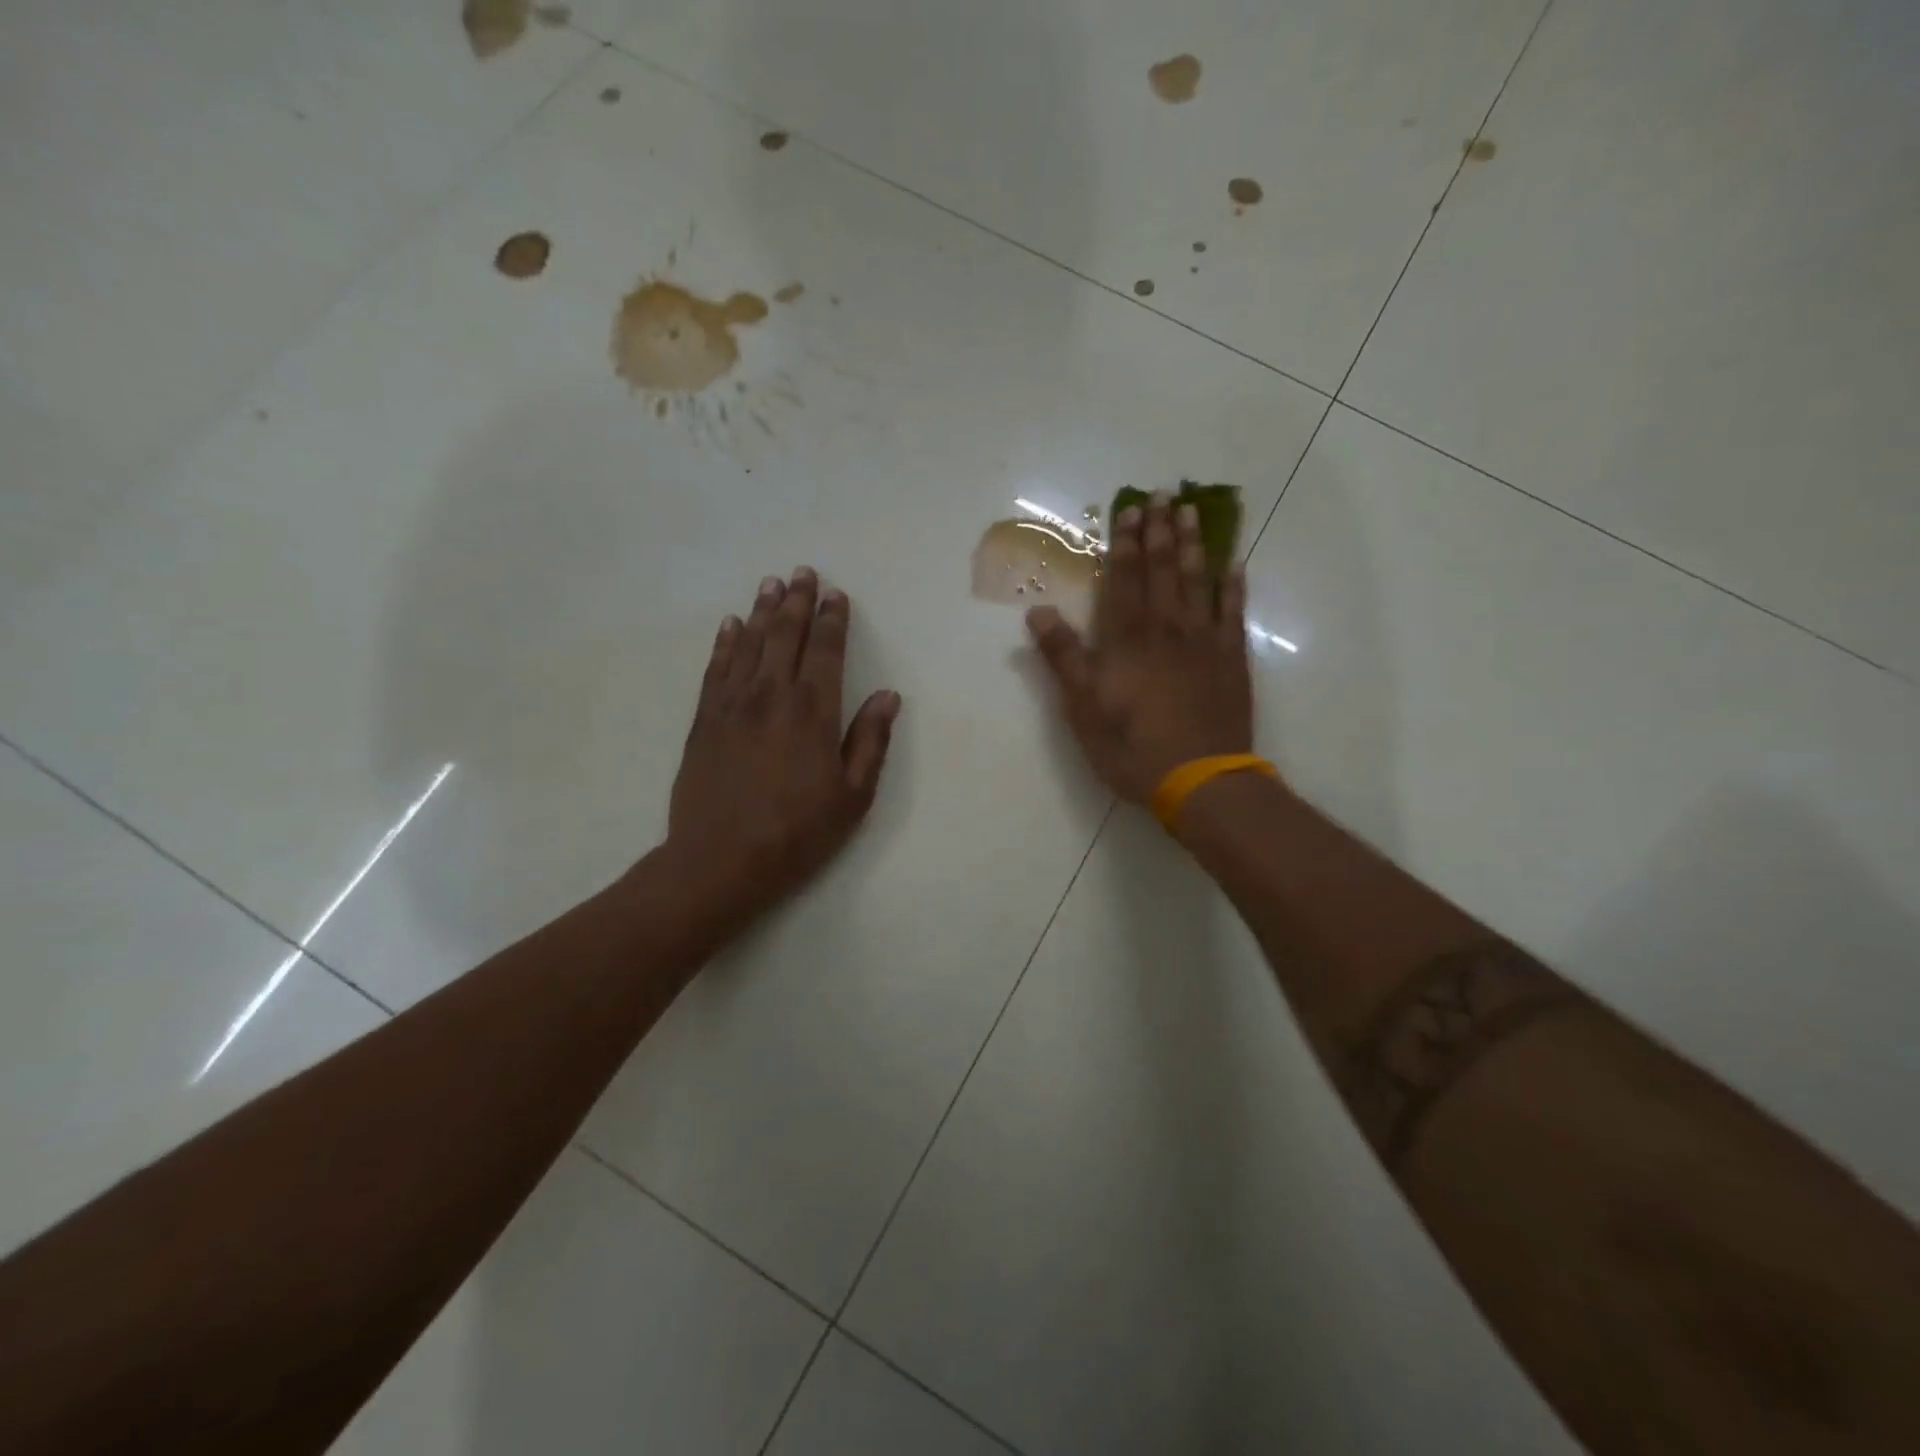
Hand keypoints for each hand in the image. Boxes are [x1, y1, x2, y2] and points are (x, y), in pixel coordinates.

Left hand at [667, 568, 900, 922]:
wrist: (720, 861)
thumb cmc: (797, 833)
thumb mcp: (852, 796)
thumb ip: (870, 741)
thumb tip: (888, 696)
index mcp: (813, 711)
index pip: (825, 651)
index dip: (832, 620)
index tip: (836, 594)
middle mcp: (771, 695)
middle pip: (785, 635)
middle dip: (797, 601)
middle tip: (803, 572)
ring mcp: (732, 705)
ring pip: (749, 644)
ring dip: (762, 611)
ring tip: (771, 584)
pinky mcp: (704, 720)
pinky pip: (716, 668)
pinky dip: (725, 643)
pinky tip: (731, 626)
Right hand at [1026, 495, 1252, 804]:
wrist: (1200, 778)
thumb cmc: (1131, 746)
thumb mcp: (1082, 708)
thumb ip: (1063, 657)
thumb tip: (1038, 612)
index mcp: (1126, 639)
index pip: (1123, 580)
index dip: (1124, 545)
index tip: (1129, 511)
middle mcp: (1166, 628)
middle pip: (1162, 570)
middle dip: (1159, 532)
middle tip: (1164, 495)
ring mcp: (1204, 641)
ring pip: (1198, 581)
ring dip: (1194, 545)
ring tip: (1192, 513)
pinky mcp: (1231, 660)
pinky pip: (1233, 613)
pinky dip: (1233, 588)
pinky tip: (1235, 566)